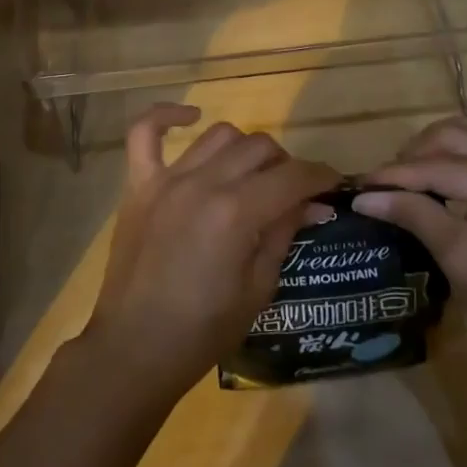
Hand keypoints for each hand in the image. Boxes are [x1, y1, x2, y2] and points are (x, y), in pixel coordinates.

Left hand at [84, 104, 336, 401]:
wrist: (134, 349)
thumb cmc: (203, 331)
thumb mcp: (259, 289)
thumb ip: (283, 233)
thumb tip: (309, 203)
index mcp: (237, 213)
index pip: (292, 176)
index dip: (320, 177)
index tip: (332, 184)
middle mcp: (203, 183)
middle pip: (259, 148)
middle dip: (285, 165)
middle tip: (291, 192)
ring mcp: (167, 179)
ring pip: (218, 136)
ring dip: (243, 149)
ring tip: (250, 174)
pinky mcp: (138, 185)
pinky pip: (145, 133)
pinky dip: (166, 116)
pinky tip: (191, 116)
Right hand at [354, 115, 466, 395]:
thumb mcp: (458, 259)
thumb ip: (414, 214)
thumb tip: (364, 196)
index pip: (436, 166)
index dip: (394, 176)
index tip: (359, 186)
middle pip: (455, 136)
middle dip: (416, 154)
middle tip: (387, 183)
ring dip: (447, 140)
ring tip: (420, 168)